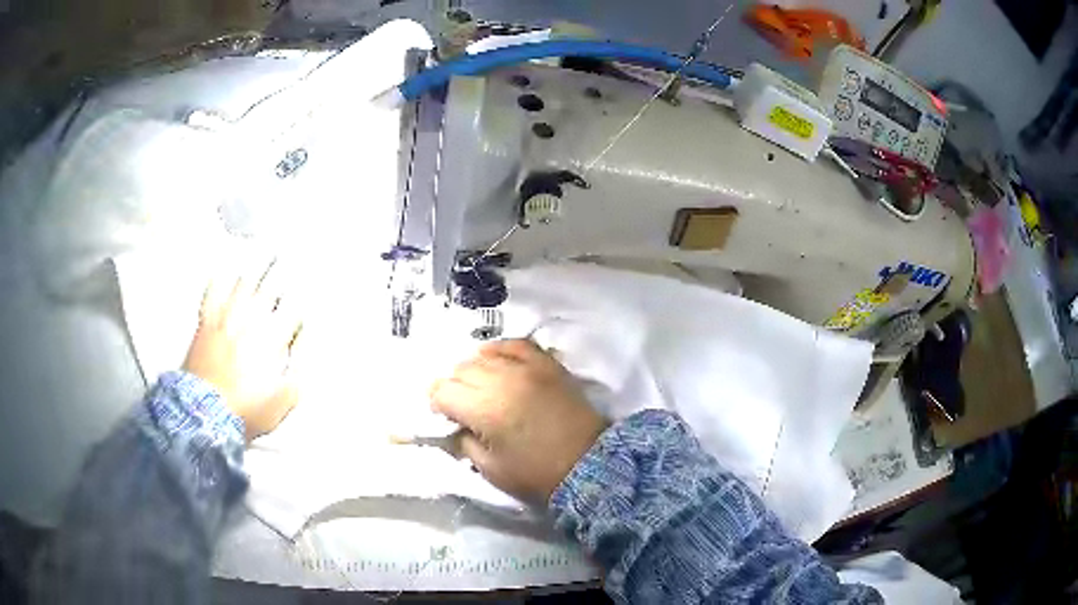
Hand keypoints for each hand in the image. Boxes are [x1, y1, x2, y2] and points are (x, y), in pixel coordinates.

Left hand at [183, 261, 303, 441]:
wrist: (205, 413)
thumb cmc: (245, 409)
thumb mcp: (284, 400)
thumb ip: (299, 370)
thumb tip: (306, 348)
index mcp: (273, 338)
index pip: (293, 307)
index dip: (304, 294)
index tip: (311, 285)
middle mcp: (251, 320)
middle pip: (272, 286)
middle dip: (285, 270)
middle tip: (293, 255)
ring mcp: (227, 317)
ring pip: (245, 281)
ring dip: (258, 264)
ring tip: (266, 251)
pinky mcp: (207, 321)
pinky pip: (213, 291)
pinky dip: (220, 276)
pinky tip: (224, 267)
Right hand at [430, 339, 608, 503]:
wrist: (588, 465)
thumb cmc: (537, 474)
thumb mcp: (490, 469)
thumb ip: (464, 443)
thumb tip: (456, 426)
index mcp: (484, 410)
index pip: (442, 391)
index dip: (437, 403)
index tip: (445, 415)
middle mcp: (501, 381)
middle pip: (460, 370)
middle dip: (455, 387)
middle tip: (463, 405)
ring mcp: (526, 368)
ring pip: (483, 356)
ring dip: (475, 371)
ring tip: (481, 387)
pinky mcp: (547, 364)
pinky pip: (515, 345)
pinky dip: (500, 350)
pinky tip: (495, 359)